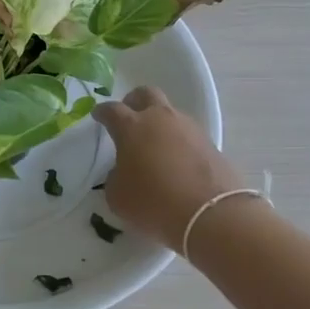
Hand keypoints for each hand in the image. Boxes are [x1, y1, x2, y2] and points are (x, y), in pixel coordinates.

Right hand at [93, 87, 248, 251]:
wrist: (211, 215)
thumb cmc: (153, 202)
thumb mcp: (118, 196)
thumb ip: (115, 177)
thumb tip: (123, 171)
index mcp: (132, 126)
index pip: (112, 110)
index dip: (102, 112)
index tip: (98, 116)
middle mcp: (160, 119)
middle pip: (146, 94)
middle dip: (134, 101)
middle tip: (129, 116)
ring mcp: (189, 128)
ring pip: (170, 113)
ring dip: (160, 123)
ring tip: (155, 146)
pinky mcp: (211, 144)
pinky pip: (188, 135)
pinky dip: (179, 142)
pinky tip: (176, 162)